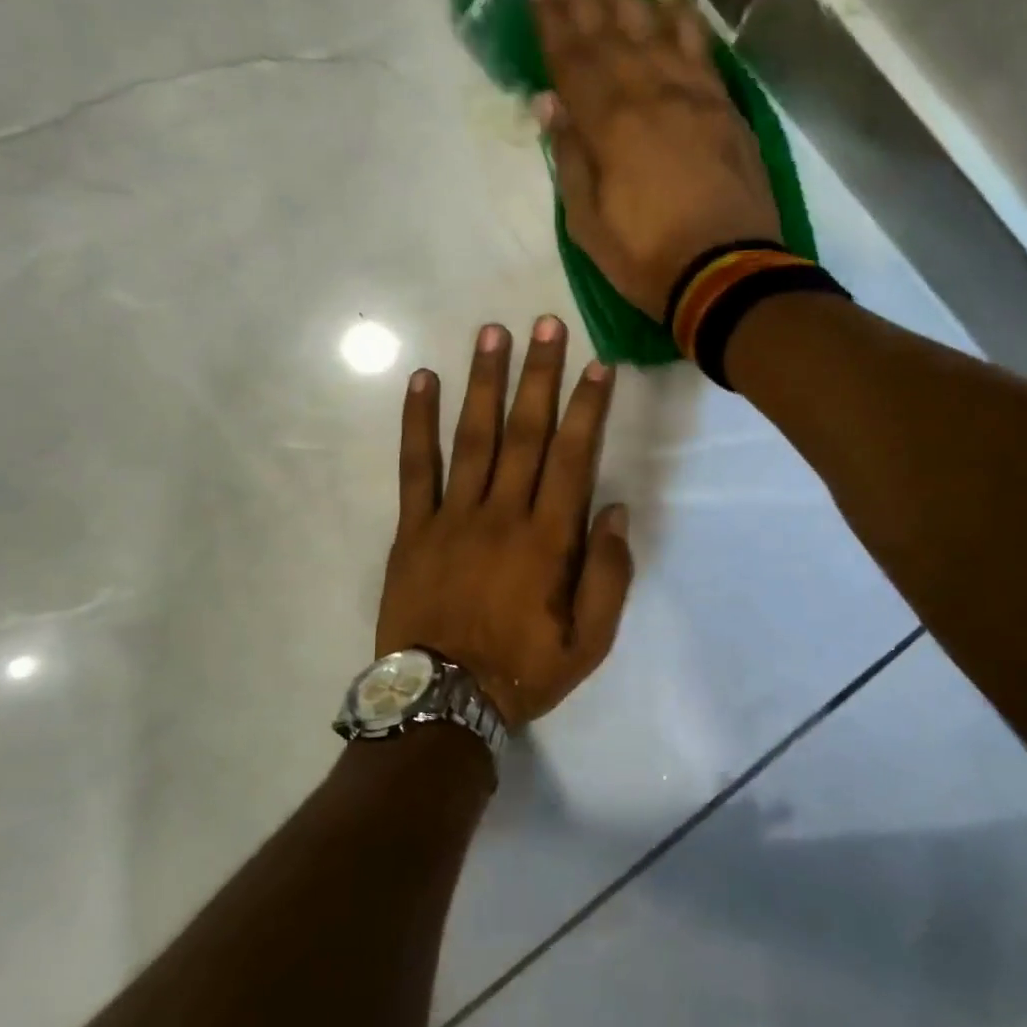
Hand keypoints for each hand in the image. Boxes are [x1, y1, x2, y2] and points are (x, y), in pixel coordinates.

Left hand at [376, 316, 632, 727]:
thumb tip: (614, 510)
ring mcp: (452, 517)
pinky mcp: (412, 528)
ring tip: (492, 333)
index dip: (586, 408)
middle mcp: (502, 514)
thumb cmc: (522, 672)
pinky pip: (414, 467)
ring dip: (485, 382)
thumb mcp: (588, 643)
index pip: (572, 458)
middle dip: (539, 375)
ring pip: (473, 437)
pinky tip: (423, 380)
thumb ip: (607, 576)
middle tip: (546, 324)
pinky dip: (417, 422)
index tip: (596, 364)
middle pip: (525, 433)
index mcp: (547, 541)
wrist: (441, 703)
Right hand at [529, 0, 782, 321]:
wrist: (728, 274)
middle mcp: (649, 96)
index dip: (553, 23)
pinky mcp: (724, 109)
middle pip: (611, 35)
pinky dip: (684, 21)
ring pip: (655, 31)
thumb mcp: (587, 225)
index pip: (573, 62)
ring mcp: (692, 98)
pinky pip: (701, 52)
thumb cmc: (647, 258)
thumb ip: (569, 160)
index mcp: (609, 127)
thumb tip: (549, 104)